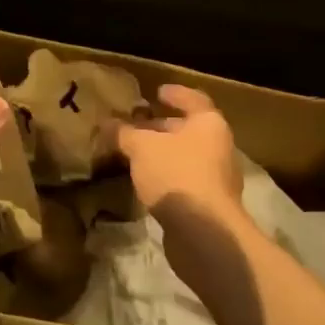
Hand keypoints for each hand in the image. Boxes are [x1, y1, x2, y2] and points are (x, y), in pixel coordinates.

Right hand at [116, 82, 242, 223]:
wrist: (204, 232)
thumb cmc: (176, 174)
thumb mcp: (141, 147)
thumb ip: (124, 133)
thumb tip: (106, 123)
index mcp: (209, 124)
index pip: (193, 99)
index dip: (174, 94)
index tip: (156, 91)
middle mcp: (218, 147)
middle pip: (188, 129)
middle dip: (161, 126)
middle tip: (135, 124)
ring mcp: (216, 177)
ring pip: (184, 156)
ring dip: (161, 153)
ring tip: (134, 152)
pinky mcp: (208, 204)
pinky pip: (182, 179)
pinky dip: (164, 175)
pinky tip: (144, 180)